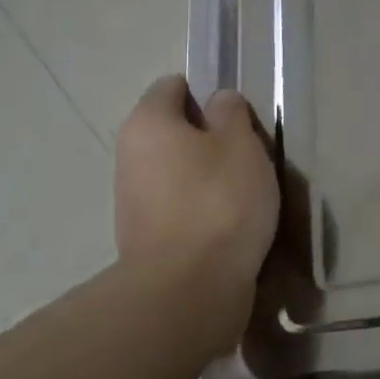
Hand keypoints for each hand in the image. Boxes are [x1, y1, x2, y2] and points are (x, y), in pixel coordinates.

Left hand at [113, 76, 279, 361]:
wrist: (188, 291)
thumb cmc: (218, 202)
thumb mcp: (240, 143)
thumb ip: (231, 113)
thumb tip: (218, 103)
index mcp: (148, 123)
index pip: (173, 87)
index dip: (208, 93)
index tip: (239, 115)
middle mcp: (130, 156)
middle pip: (175, 131)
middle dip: (211, 138)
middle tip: (249, 154)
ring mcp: (133, 201)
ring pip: (179, 171)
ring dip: (209, 176)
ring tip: (248, 193)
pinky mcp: (145, 239)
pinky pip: (179, 207)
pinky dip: (203, 210)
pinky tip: (232, 225)